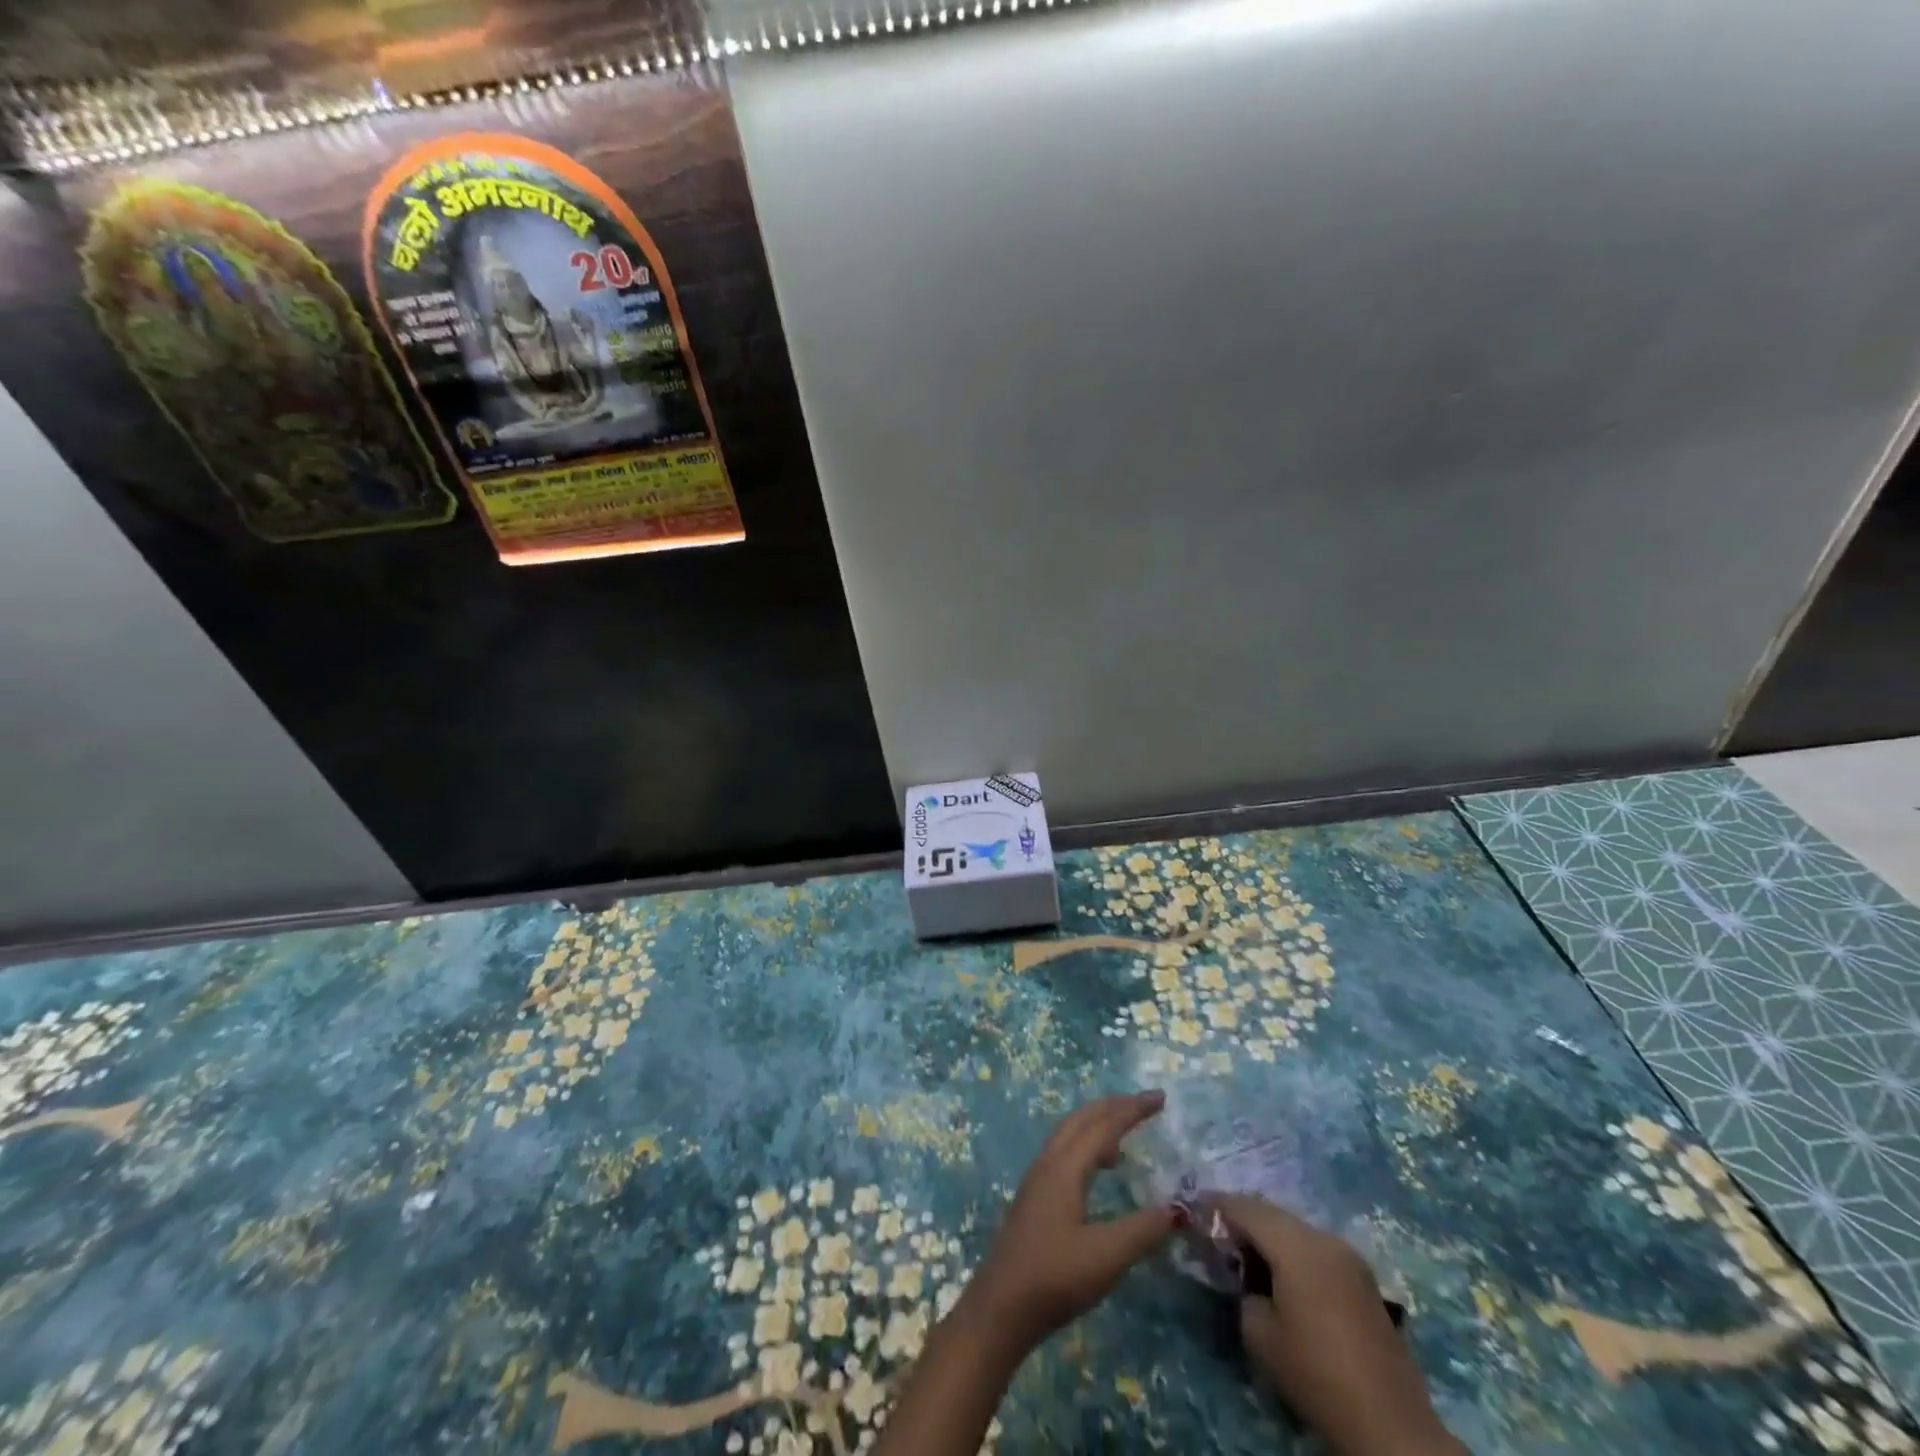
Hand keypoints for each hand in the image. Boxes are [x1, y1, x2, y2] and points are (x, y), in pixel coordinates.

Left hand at [874, 1093, 1176, 1455]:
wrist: (1000, 1308)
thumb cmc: (1054, 1277)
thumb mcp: (1106, 1257)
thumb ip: (1142, 1230)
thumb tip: (1178, 1208)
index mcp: (1064, 1167)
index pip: (1103, 1125)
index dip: (1132, 1109)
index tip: (1160, 1098)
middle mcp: (1048, 1163)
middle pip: (1081, 1119)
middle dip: (1113, 1107)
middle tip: (1145, 1104)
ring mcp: (1036, 1180)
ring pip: (1069, 1135)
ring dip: (1096, 1124)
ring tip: (1124, 1134)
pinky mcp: (1033, 1198)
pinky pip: (1063, 1153)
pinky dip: (1085, 1146)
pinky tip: (1097, 1171)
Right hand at [1221, 1195, 1464, 1455]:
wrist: (1390, 1425)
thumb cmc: (1316, 1373)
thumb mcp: (1260, 1335)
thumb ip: (1243, 1292)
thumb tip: (1245, 1278)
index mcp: (1296, 1244)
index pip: (1245, 1207)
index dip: (1216, 1205)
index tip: (1193, 1210)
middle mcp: (1324, 1238)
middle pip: (1272, 1213)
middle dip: (1242, 1218)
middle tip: (1215, 1233)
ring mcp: (1349, 1257)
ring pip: (1295, 1229)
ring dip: (1269, 1235)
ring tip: (1246, 1255)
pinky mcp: (1363, 1279)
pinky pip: (1316, 1249)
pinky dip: (1292, 1251)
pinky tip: (1281, 1274)